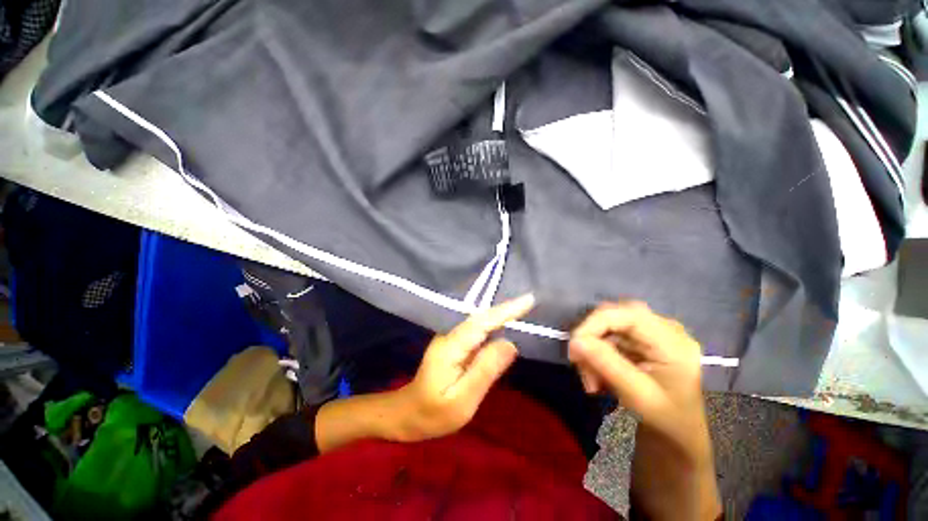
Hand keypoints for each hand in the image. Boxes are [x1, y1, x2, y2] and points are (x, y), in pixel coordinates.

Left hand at [393, 294, 534, 441]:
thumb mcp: (462, 400)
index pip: (482, 322)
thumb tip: (510, 344)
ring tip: (524, 308)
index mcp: (451, 346)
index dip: (505, 311)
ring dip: (501, 314)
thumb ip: (485, 370)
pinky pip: (477, 330)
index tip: (528, 300)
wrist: (407, 413)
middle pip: (481, 317)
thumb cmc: (433, 413)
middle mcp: (450, 335)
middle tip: (531, 302)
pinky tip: (505, 324)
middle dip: (506, 309)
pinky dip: (493, 324)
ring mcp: (451, 338)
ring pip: (479, 321)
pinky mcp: (454, 343)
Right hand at [568, 301, 705, 456]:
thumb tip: (575, 341)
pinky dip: (598, 352)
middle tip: (578, 364)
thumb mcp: (638, 396)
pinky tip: (598, 373)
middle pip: (614, 316)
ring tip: (591, 380)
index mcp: (672, 341)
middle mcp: (664, 327)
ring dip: (592, 349)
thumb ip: (607, 365)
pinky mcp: (642, 336)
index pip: (626, 314)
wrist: (679, 430)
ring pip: (607, 325)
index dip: (593, 325)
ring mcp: (653, 330)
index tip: (574, 350)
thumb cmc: (666, 417)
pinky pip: (610, 335)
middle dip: (591, 339)